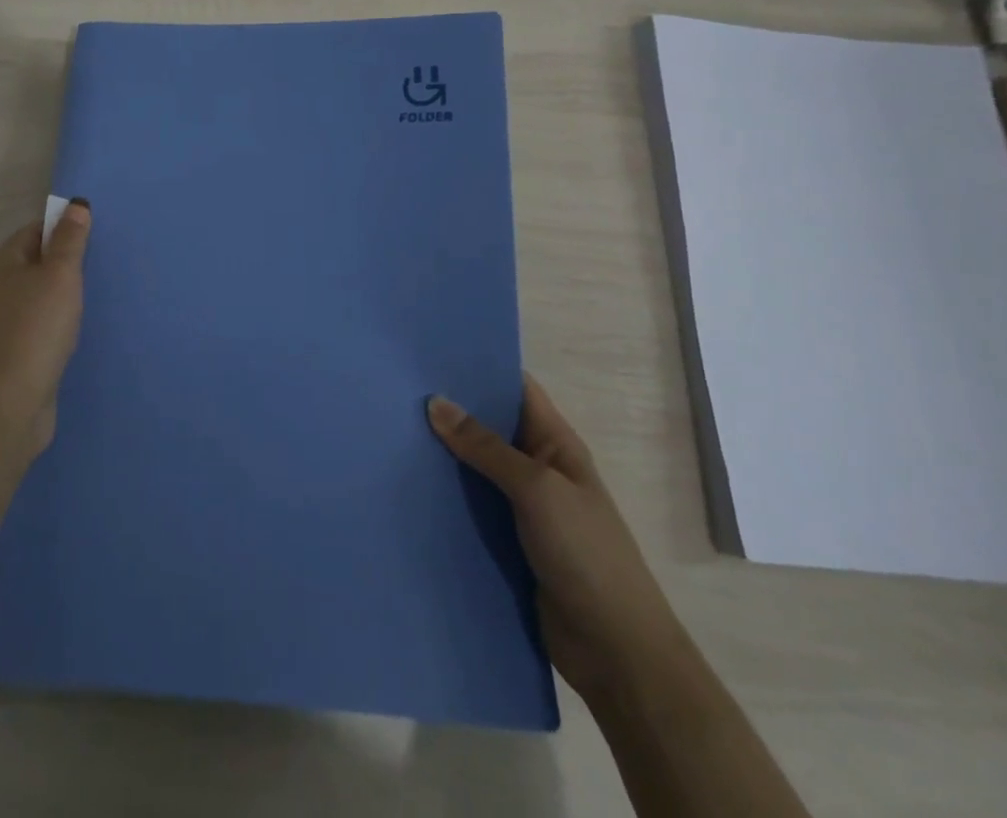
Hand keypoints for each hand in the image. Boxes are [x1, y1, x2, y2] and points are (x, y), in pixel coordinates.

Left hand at [0, 201, 91, 457]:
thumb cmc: (36, 327)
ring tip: (98, 295)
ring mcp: (3, 325)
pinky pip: (41, 327)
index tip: (95, 232)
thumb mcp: (59, 274)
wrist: (9, 403)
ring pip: (38, 297)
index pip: (34, 230)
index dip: (62, 227)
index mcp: (4, 263)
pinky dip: (59, 323)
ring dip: (63, 295)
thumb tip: (75, 204)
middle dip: (65, 261)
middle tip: (103, 262)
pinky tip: (79, 331)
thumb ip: (69, 240)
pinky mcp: (15, 355)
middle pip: (35, 263)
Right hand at [427, 377, 693, 705]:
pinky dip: (444, 495)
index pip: (515, 388)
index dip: (480, 368)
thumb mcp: (537, 489)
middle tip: (396, 389)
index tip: (430, 354)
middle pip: (488, 426)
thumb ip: (485, 447)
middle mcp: (537, 467)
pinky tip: (405, 483)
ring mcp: (521, 506)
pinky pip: (469, 506)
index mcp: (555, 444)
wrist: (617, 653)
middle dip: (449, 409)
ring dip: (441, 454)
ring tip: (390, 429)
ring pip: (473, 467)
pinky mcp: (506, 541)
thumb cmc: (586, 554)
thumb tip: (435, 402)